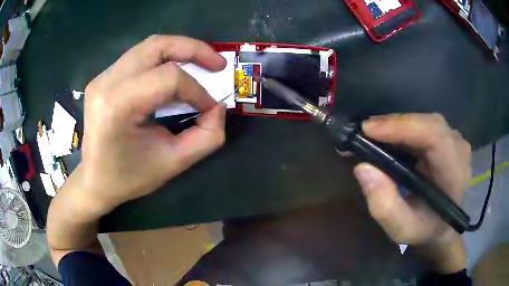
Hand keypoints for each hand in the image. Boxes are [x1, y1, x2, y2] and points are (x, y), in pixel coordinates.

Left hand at [78, 35, 226, 216]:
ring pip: (149, 47)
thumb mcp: (173, 164)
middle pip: (157, 46)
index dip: (196, 89)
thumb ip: (206, 137)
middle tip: (217, 63)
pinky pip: (139, 57)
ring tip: (200, 63)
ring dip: (179, 50)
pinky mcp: (103, 78)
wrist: (95, 180)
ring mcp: (101, 78)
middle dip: (193, 49)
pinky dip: (163, 59)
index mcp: (116, 107)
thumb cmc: (129, 177)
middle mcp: (105, 84)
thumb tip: (218, 107)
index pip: (167, 78)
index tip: (210, 107)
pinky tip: (173, 73)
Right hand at [353, 113, 470, 272]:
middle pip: (428, 123)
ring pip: (425, 121)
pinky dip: (404, 128)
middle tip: (365, 131)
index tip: (368, 130)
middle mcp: (459, 150)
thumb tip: (363, 168)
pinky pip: (424, 125)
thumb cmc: (424, 229)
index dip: (403, 127)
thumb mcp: (401, 229)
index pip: (435, 137)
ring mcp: (455, 142)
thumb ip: (385, 206)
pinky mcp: (448, 138)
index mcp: (454, 174)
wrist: (442, 225)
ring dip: (398, 125)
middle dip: (395, 124)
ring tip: (374, 135)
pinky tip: (390, 137)